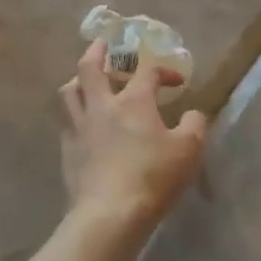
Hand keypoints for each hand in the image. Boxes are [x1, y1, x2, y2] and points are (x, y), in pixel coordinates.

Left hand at [59, 41, 207, 229]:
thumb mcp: (188, 150)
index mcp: (133, 101)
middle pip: (90, 68)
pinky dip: (76, 114)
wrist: (110, 214)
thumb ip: (194, 126)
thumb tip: (192, 114)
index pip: (147, 71)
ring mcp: (79, 128)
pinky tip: (85, 123)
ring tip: (87, 81)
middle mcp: (101, 106)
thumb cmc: (153, 177)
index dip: (164, 70)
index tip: (177, 82)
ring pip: (69, 92)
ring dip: (79, 80)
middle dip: (98, 51)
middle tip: (103, 45)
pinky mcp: (68, 151)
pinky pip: (67, 121)